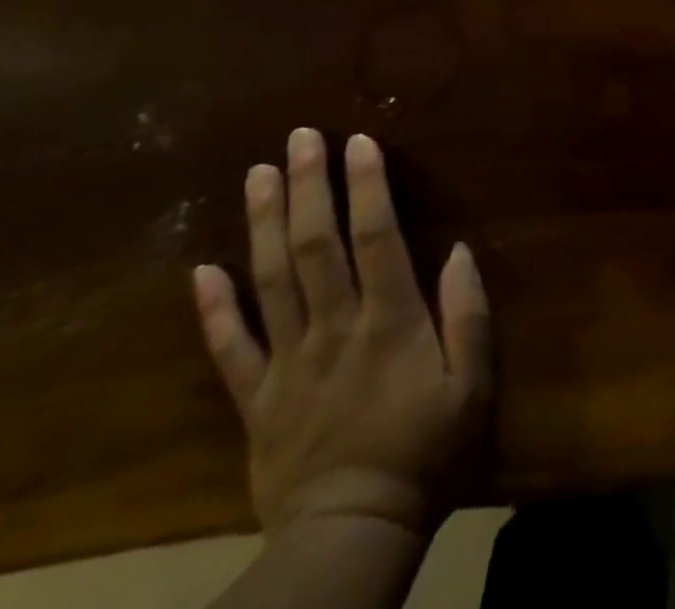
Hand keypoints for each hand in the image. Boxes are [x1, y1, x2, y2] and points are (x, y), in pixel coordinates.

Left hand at [192, 128, 492, 540]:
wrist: (353, 536)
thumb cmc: (426, 452)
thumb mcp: (473, 385)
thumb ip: (468, 314)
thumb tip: (459, 251)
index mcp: (389, 320)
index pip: (375, 237)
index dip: (367, 186)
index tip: (359, 142)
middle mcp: (333, 327)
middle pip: (315, 245)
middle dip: (308, 186)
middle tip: (299, 138)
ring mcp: (287, 362)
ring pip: (271, 280)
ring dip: (264, 223)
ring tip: (257, 174)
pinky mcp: (256, 399)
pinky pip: (230, 349)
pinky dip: (214, 309)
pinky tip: (202, 270)